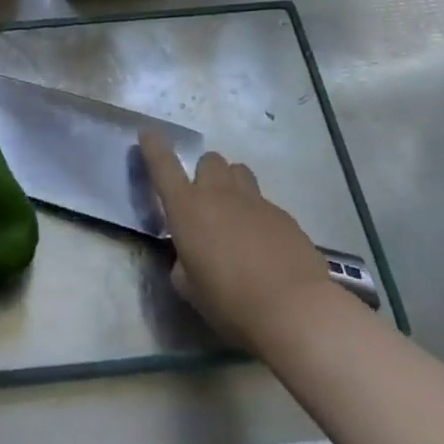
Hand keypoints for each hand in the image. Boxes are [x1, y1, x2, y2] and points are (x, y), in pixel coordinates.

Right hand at [139, 131, 342, 354]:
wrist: (295, 309)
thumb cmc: (230, 301)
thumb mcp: (190, 288)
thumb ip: (183, 263)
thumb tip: (189, 256)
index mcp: (187, 208)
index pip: (163, 166)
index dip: (153, 147)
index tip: (148, 133)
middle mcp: (219, 194)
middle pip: (210, 161)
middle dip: (204, 174)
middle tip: (206, 203)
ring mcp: (256, 201)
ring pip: (239, 172)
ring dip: (231, 185)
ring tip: (234, 216)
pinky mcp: (284, 216)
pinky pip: (264, 203)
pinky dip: (258, 216)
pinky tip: (264, 246)